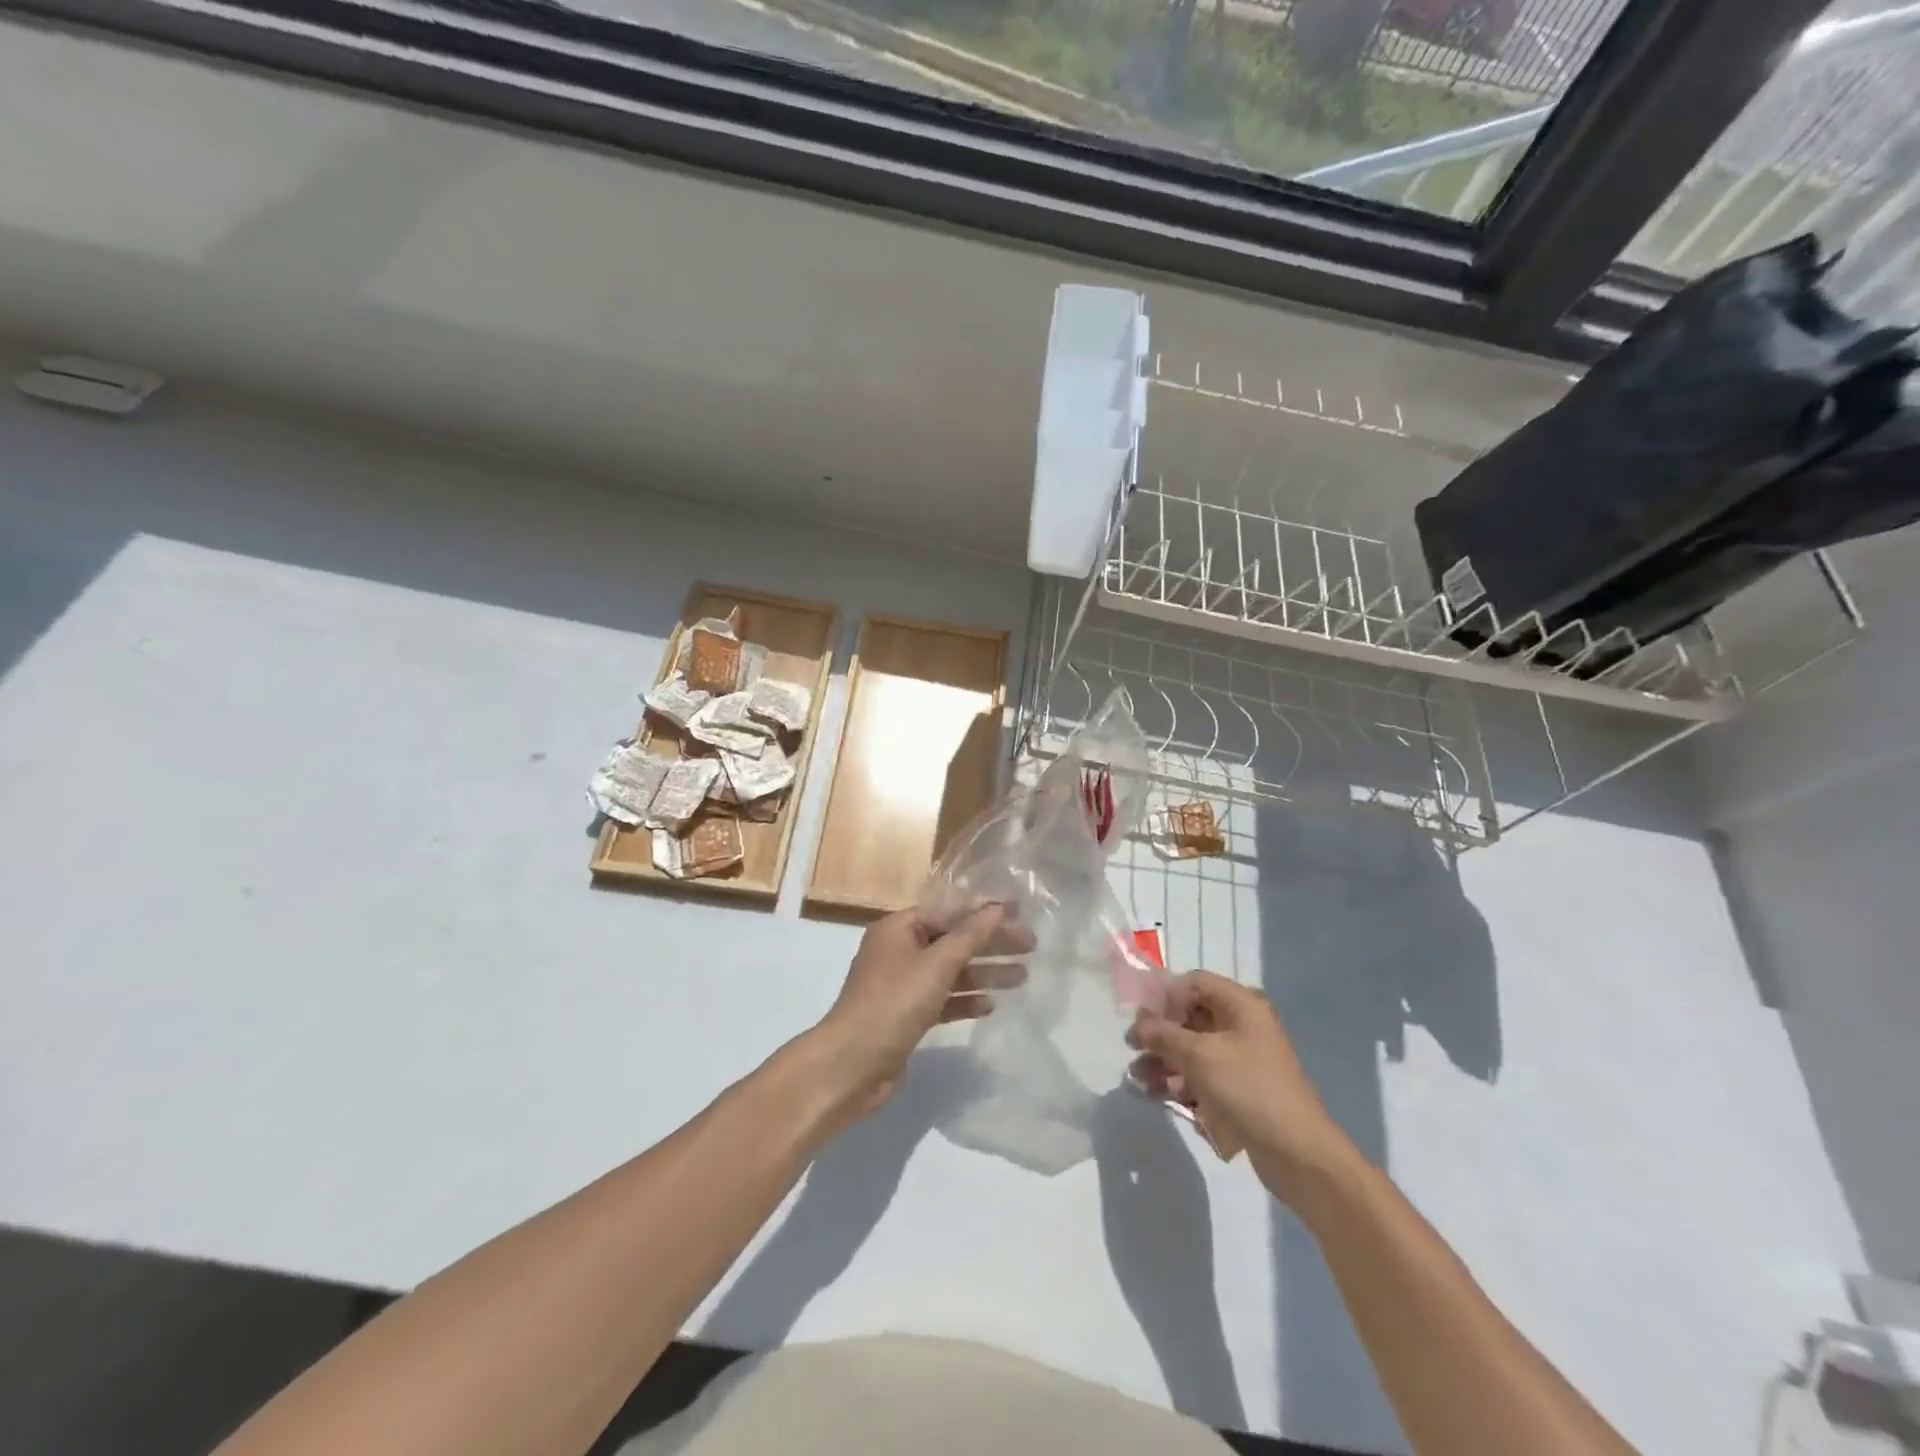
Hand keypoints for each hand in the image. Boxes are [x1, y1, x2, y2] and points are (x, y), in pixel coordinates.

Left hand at [813, 905, 1030, 1123]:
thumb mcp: (935, 965)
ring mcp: (902, 986)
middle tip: (1031, 946)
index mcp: (897, 929)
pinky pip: (943, 999)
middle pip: (952, 941)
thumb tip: (997, 908)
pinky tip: (991, 1005)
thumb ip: (969, 936)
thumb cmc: (893, 1003)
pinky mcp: (907, 1016)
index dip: (983, 911)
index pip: (947, 912)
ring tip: (1023, 976)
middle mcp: (899, 951)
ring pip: (951, 972)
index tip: (1018, 912)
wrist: (852, 1066)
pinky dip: (965, 1000)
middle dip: (990, 943)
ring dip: (984, 973)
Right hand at [1129, 971, 1349, 1197]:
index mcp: (1240, 1005)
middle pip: (1190, 1017)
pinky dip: (1178, 1082)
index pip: (1194, 983)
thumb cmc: (1249, 1089)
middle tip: (1132, 1050)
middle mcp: (1241, 1026)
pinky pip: (1201, 1075)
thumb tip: (1138, 1024)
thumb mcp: (1199, 1056)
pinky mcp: (1238, 1089)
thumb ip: (1163, 1034)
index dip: (1166, 996)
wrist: (1298, 1154)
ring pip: (1192, 1049)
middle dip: (1159, 1034)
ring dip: (1163, 1061)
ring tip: (1137, 1079)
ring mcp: (1240, 1059)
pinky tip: (1155, 1096)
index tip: (1143, 1020)